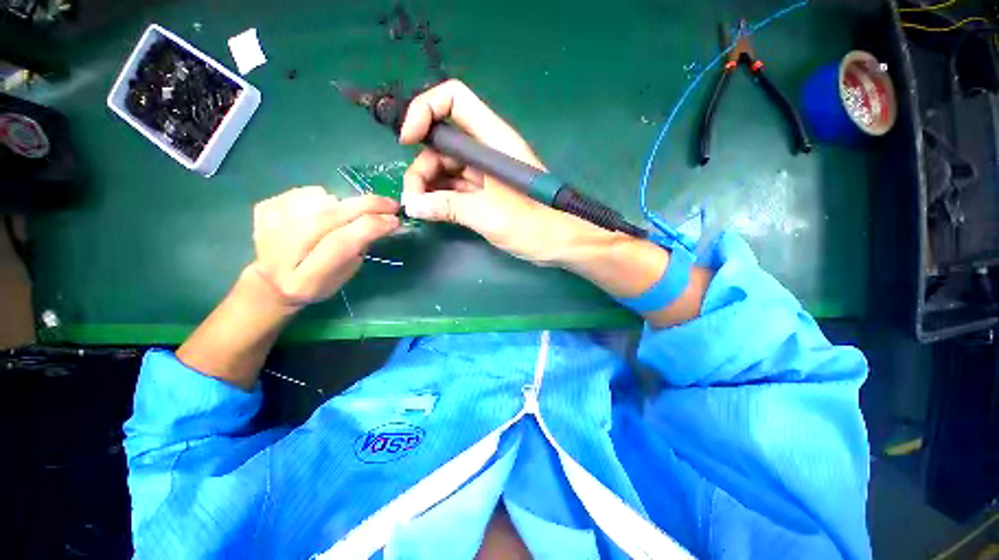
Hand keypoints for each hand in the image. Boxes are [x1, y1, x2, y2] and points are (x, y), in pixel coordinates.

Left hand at [249, 186, 398, 306]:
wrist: (272, 280)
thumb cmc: (318, 282)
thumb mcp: (345, 274)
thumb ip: (359, 248)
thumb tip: (382, 220)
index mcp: (306, 278)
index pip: (341, 242)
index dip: (371, 227)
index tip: (394, 220)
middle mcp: (282, 250)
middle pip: (329, 215)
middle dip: (366, 206)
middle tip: (390, 204)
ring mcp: (269, 224)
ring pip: (320, 199)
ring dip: (344, 204)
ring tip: (347, 216)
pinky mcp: (264, 207)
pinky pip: (307, 192)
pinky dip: (324, 199)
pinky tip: (322, 214)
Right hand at [400, 80, 621, 265]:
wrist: (559, 243)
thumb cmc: (532, 225)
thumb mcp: (487, 214)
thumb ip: (448, 206)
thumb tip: (412, 206)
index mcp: (493, 140)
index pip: (453, 100)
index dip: (424, 110)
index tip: (407, 141)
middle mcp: (487, 150)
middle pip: (442, 142)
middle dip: (422, 166)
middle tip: (412, 200)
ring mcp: (486, 172)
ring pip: (446, 167)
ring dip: (428, 186)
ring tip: (420, 210)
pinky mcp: (486, 192)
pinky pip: (456, 187)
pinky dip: (441, 197)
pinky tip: (432, 211)